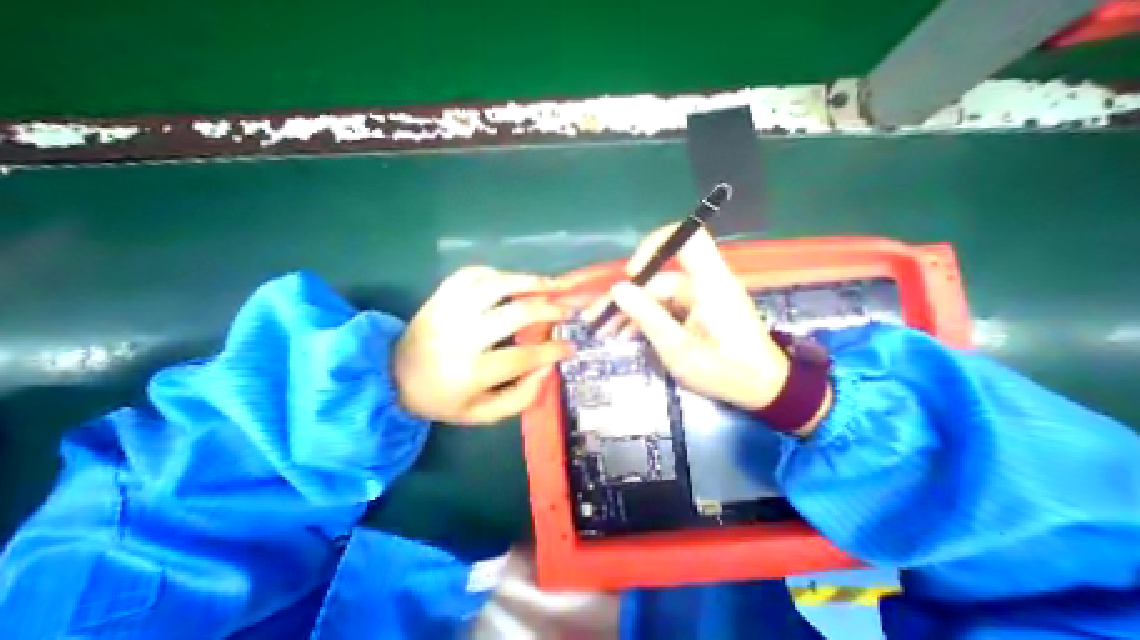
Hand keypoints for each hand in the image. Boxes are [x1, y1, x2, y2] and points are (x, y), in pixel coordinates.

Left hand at [398, 265, 574, 425]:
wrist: (393, 377)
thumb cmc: (444, 399)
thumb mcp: (484, 414)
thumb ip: (522, 397)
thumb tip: (548, 367)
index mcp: (470, 373)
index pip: (523, 357)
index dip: (553, 351)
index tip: (572, 347)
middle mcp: (460, 337)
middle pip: (515, 314)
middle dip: (549, 311)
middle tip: (568, 312)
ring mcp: (449, 311)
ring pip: (496, 285)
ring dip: (530, 282)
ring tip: (553, 285)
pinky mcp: (440, 296)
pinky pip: (473, 274)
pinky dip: (499, 273)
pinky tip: (514, 281)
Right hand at [583, 227, 789, 412]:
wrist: (764, 389)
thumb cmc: (727, 372)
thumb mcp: (681, 351)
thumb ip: (649, 318)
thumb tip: (618, 289)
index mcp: (710, 284)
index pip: (688, 239)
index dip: (656, 246)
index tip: (632, 274)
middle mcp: (705, 283)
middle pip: (658, 277)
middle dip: (626, 298)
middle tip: (597, 320)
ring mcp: (700, 296)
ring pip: (657, 294)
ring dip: (631, 311)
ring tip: (605, 332)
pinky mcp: (697, 309)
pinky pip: (665, 306)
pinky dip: (646, 318)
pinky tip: (626, 335)